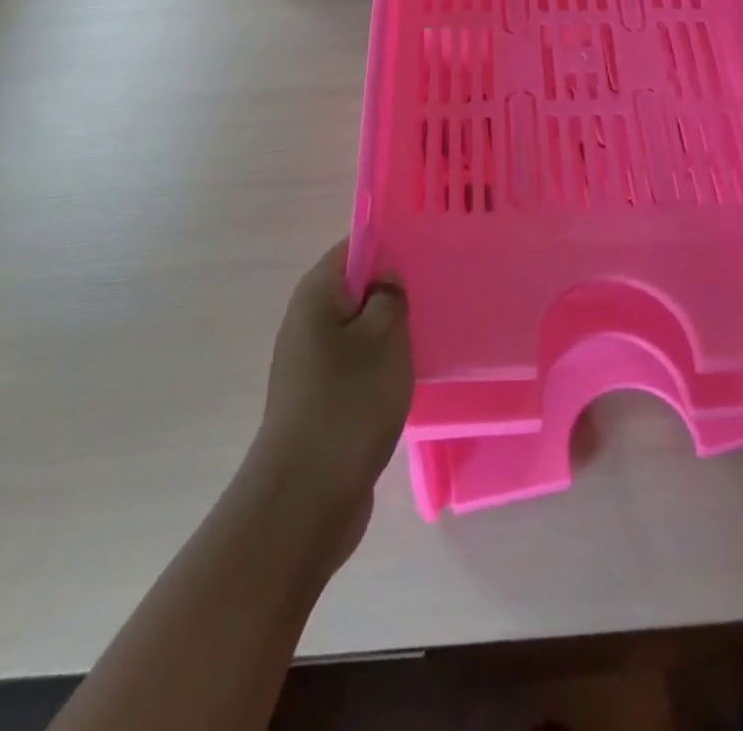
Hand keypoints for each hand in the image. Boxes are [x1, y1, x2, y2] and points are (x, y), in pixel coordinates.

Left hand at [250, 242, 412, 554]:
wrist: (304, 499)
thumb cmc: (348, 403)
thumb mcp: (383, 338)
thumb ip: (390, 296)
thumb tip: (386, 277)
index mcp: (316, 294)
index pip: (353, 247)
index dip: (388, 243)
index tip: (427, 248)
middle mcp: (307, 321)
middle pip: (356, 286)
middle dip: (394, 287)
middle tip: (438, 288)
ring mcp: (312, 362)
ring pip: (359, 327)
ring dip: (391, 327)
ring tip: (433, 326)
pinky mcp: (322, 397)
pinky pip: (357, 361)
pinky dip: (383, 360)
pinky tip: (413, 370)